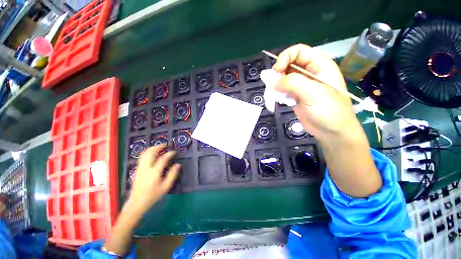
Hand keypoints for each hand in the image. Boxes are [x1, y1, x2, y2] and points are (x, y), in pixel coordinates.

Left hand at [126, 145, 180, 215]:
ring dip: (152, 148)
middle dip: (158, 147)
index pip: (163, 159)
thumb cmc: (153, 195)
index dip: (169, 154)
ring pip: (145, 154)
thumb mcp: (166, 186)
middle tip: (165, 145)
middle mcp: (146, 168)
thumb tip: (178, 165)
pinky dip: (148, 152)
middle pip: (151, 153)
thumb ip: (172, 175)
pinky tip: (152, 154)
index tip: (174, 152)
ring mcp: (140, 168)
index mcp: (154, 173)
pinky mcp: (137, 169)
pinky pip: (142, 157)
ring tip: (159, 147)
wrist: (137, 202)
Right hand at [272, 44, 359, 140]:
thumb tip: (273, 81)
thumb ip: (292, 83)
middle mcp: (309, 72)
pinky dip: (278, 94)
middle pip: (288, 64)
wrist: (331, 131)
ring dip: (277, 86)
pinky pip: (283, 90)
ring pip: (283, 78)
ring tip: (277, 95)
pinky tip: (281, 101)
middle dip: (278, 74)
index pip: (297, 51)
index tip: (276, 72)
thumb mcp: (312, 93)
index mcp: (318, 65)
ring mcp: (301, 85)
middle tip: (273, 86)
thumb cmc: (328, 111)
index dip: (284, 58)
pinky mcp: (295, 96)